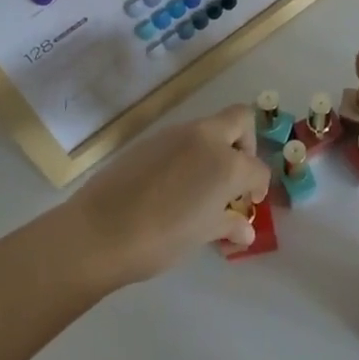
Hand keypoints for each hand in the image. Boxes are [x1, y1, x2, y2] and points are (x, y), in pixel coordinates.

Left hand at [63, 105, 269, 287]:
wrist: (100, 231)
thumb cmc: (161, 239)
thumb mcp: (201, 235)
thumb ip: (227, 224)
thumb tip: (244, 228)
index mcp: (226, 162)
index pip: (258, 168)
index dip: (258, 187)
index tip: (249, 203)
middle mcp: (205, 138)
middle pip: (240, 120)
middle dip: (245, 143)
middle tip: (234, 176)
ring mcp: (176, 133)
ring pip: (208, 128)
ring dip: (215, 148)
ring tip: (201, 187)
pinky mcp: (151, 138)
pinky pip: (181, 138)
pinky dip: (189, 153)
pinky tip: (173, 185)